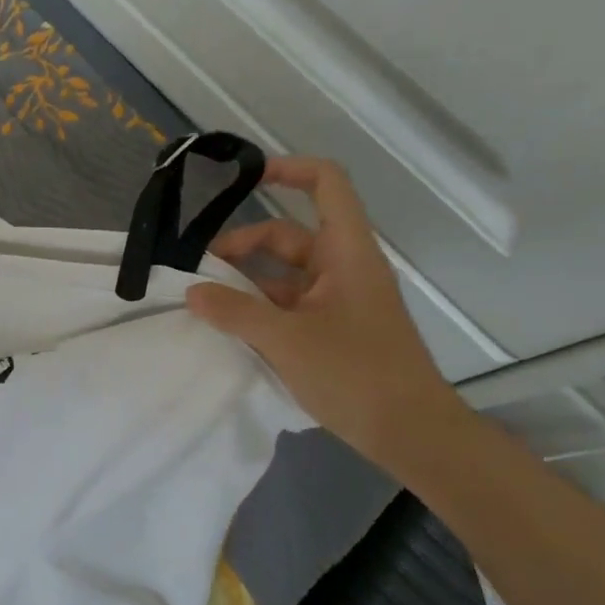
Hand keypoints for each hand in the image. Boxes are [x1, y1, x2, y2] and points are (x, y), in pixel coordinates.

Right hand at [185, 156, 461, 463]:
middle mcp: (344, 268)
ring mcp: (339, 301)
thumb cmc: (356, 374)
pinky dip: (259, 310)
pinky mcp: (333, 330)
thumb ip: (235, 311)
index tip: (244, 178)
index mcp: (346, 253)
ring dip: (246, 283)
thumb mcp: (286, 340)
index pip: (326, 185)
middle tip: (200, 272)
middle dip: (242, 246)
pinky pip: (289, 305)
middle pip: (289, 235)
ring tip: (205, 303)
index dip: (288, 170)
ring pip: (284, 274)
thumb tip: (193, 291)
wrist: (411, 434)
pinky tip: (230, 328)